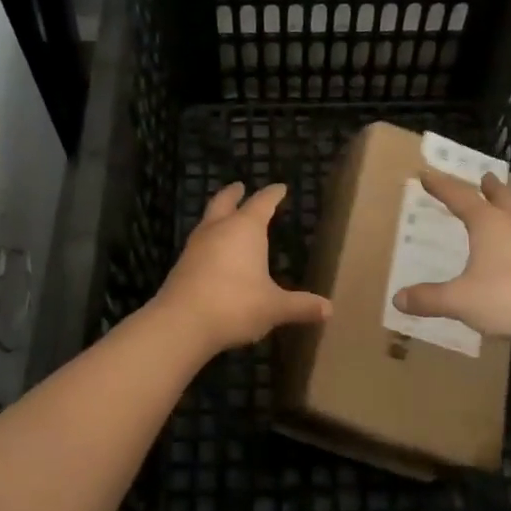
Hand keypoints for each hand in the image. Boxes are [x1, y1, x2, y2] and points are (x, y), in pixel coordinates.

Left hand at [151, 182, 330, 355]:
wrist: (181, 323)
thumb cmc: (235, 305)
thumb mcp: (274, 307)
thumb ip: (301, 306)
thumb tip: (329, 309)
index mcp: (245, 229)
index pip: (262, 202)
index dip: (272, 194)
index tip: (280, 187)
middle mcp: (219, 229)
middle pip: (225, 202)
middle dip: (234, 193)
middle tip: (240, 186)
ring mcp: (196, 245)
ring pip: (208, 220)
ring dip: (218, 214)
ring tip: (226, 217)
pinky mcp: (182, 264)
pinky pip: (199, 242)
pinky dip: (209, 238)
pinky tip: (213, 252)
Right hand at [391, 169, 510, 346]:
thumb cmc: (508, 298)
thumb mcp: (460, 300)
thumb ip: (429, 298)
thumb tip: (398, 299)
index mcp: (488, 224)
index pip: (460, 197)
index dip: (441, 186)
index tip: (426, 174)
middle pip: (502, 197)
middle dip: (490, 187)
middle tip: (485, 176)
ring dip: (506, 208)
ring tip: (499, 210)